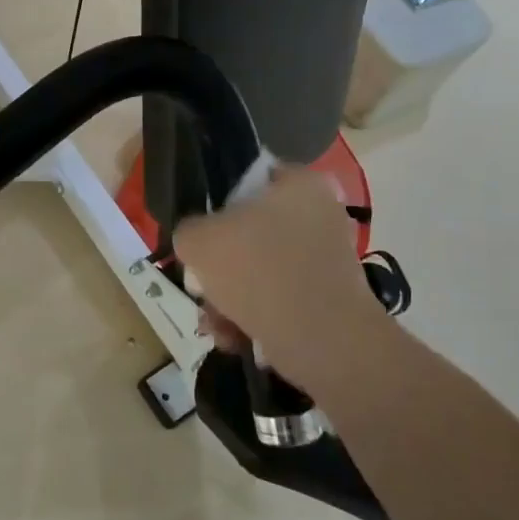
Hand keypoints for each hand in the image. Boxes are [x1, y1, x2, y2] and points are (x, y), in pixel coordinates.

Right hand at [173, 170, 383, 406]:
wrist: (321, 341)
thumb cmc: (259, 271)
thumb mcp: (198, 240)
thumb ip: (189, 230)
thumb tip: (197, 241)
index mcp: (301, 183)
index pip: (251, 178)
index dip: (218, 205)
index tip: (202, 234)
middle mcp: (321, 214)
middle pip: (251, 233)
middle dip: (221, 268)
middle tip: (202, 287)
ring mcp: (327, 259)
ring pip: (261, 271)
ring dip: (230, 298)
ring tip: (215, 322)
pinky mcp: (329, 299)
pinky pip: (280, 300)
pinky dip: (254, 318)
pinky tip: (234, 337)